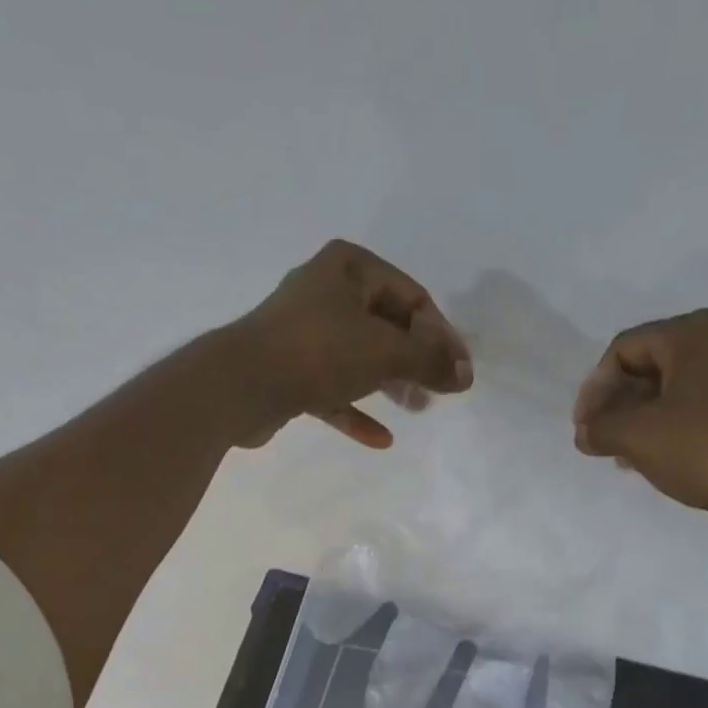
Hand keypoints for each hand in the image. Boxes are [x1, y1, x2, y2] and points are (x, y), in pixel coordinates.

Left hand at [229, 240, 472, 448]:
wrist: (241, 385)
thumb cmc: (319, 352)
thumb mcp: (386, 351)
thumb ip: (430, 361)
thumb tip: (466, 375)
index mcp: (349, 268)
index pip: (411, 295)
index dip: (440, 333)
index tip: (458, 370)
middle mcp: (325, 292)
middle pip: (386, 326)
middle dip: (415, 360)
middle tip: (437, 391)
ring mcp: (303, 333)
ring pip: (359, 358)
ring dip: (390, 384)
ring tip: (417, 410)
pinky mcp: (289, 371)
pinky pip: (333, 389)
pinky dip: (356, 410)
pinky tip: (381, 439)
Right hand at [572, 308, 707, 531]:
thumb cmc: (705, 450)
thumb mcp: (637, 437)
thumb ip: (599, 428)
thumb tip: (585, 432)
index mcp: (696, 332)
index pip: (624, 349)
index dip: (595, 389)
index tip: (584, 429)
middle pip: (652, 363)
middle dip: (619, 404)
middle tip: (601, 441)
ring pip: (677, 385)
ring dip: (643, 417)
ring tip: (625, 455)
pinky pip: (703, 402)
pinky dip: (674, 423)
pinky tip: (660, 456)